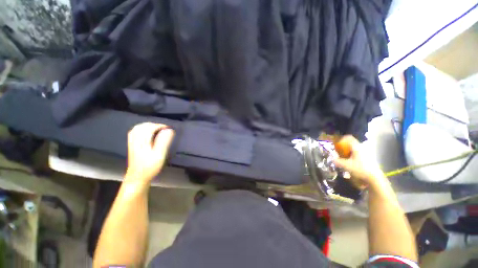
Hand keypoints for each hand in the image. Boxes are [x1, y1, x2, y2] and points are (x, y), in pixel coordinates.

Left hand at [125, 123, 174, 183]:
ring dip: (148, 126)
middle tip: (164, 129)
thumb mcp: (159, 155)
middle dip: (154, 125)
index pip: (150, 127)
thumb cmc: (150, 166)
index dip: (160, 126)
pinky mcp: (132, 145)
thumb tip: (169, 130)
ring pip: (137, 128)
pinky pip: (134, 132)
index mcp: (143, 141)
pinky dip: (141, 129)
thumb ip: (164, 141)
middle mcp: (136, 139)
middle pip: (142, 126)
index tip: (169, 129)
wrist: (137, 177)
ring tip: (157, 129)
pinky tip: (147, 133)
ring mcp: (132, 142)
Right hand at [333, 135, 385, 188]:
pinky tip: (350, 162)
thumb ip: (338, 161)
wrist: (374, 178)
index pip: (349, 138)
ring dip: (347, 152)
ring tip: (343, 158)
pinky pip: (357, 153)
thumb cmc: (360, 169)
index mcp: (357, 147)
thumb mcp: (346, 165)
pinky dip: (351, 155)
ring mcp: (365, 153)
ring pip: (354, 148)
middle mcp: (361, 148)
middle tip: (338, 152)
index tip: (336, 145)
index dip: (341, 139)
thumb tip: (332, 159)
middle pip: (351, 143)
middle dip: (343, 147)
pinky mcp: (367, 158)